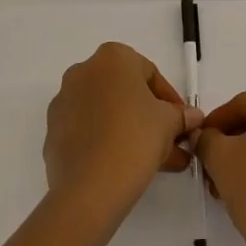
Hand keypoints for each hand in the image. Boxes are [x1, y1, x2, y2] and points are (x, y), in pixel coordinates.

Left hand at [44, 43, 199, 221]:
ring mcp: (64, 101)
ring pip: (106, 112)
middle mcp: (83, 71)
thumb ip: (181, 115)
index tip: (181, 123)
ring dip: (129, 129)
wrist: (90, 187)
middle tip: (169, 142)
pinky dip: (105, 141)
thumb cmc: (136, 138)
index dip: (170, 100)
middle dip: (149, 117)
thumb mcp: (169, 123)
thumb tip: (193, 117)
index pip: (150, 74)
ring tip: (153, 161)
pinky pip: (87, 131)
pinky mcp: (53, 131)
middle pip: (125, 92)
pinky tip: (124, 165)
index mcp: (113, 57)